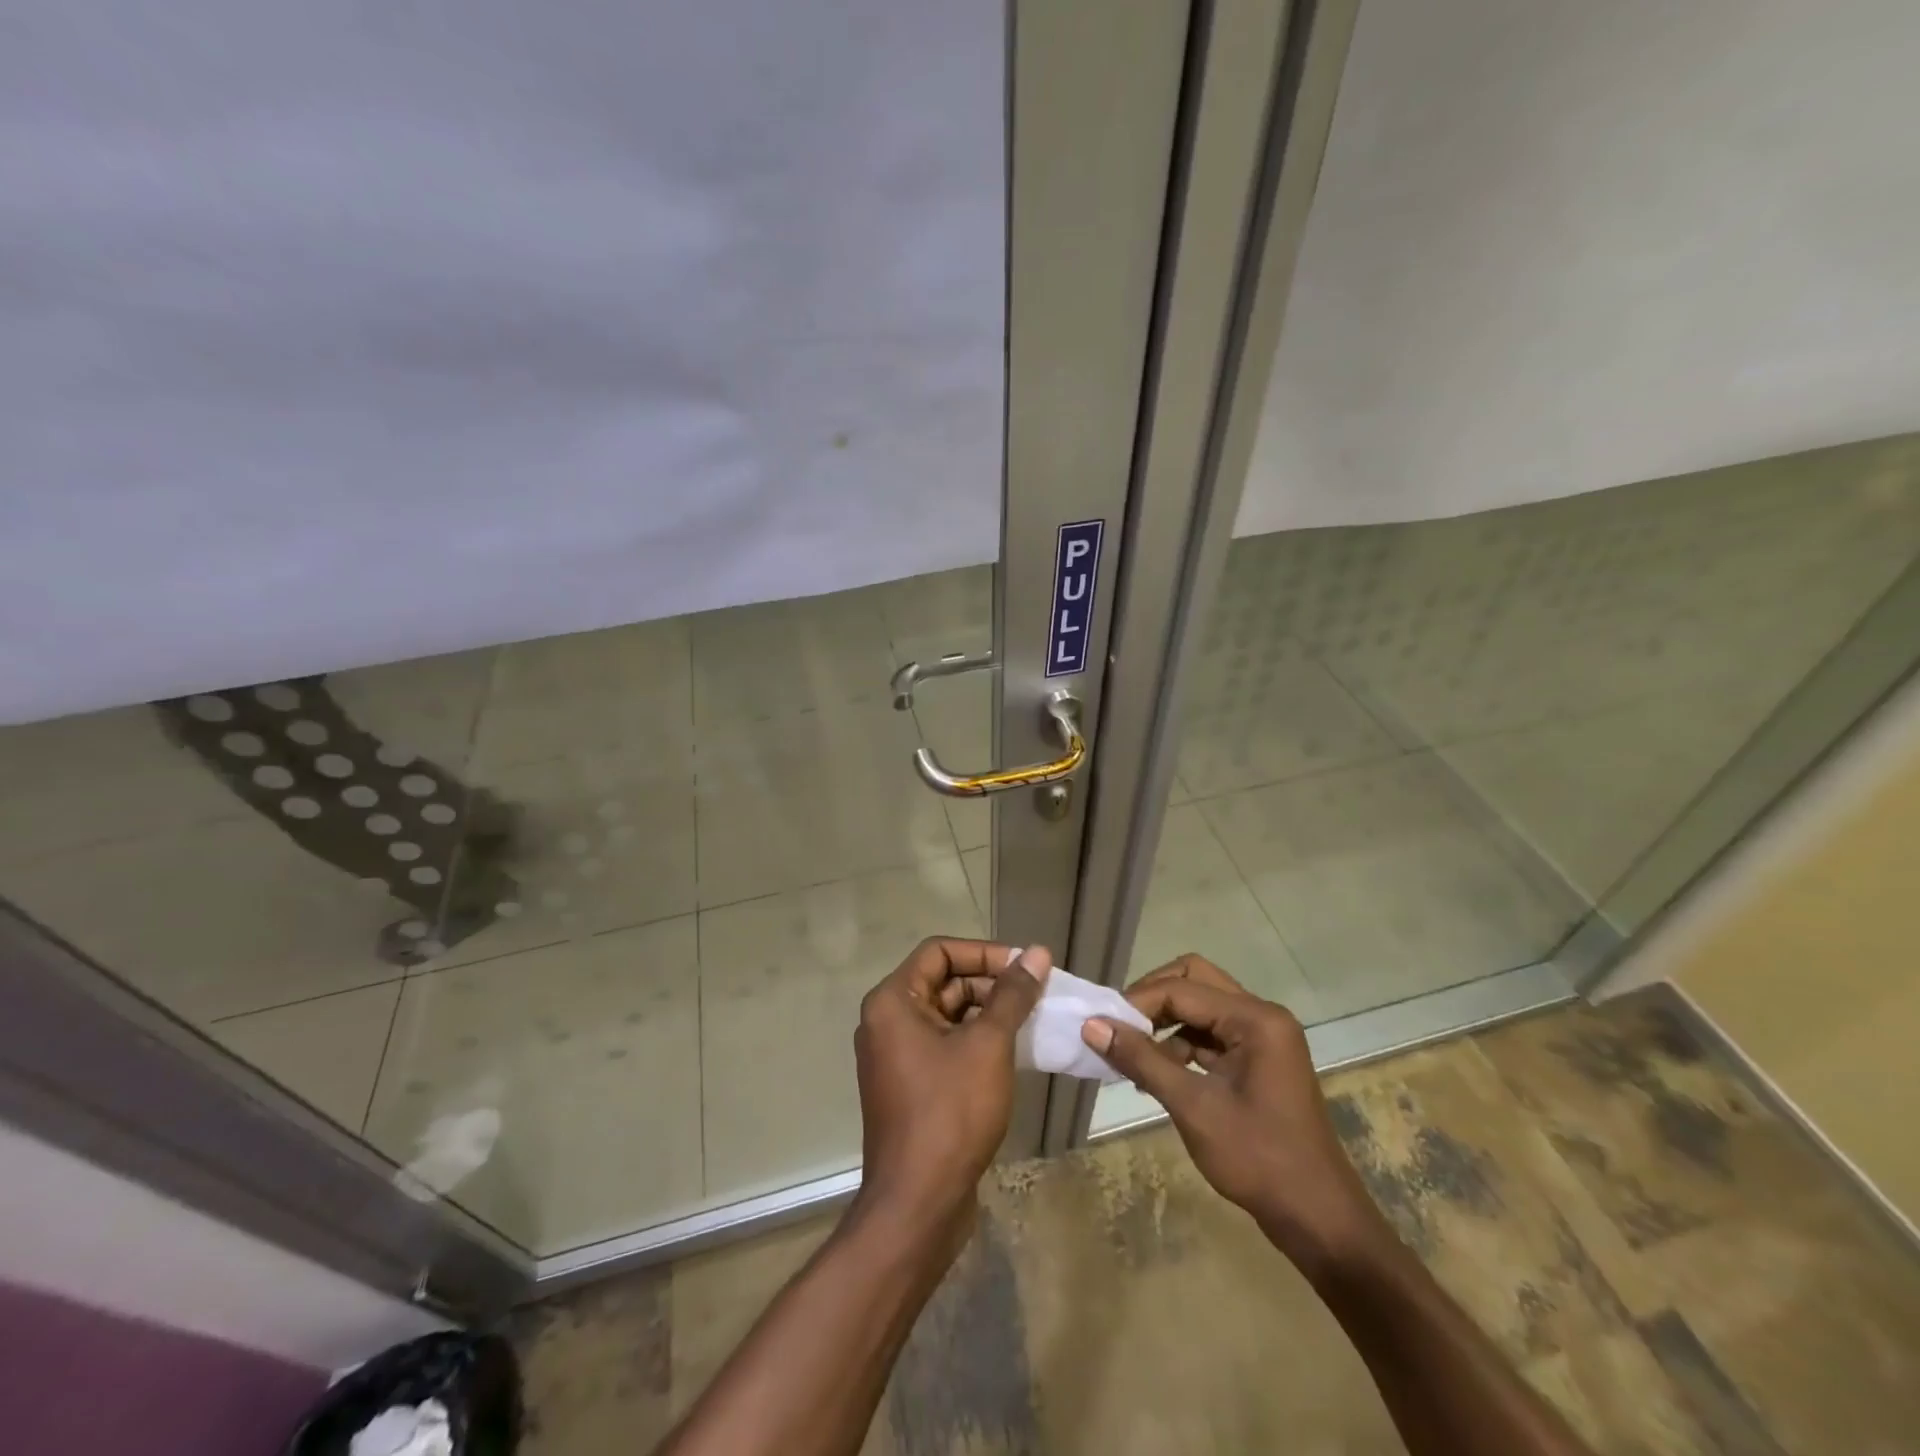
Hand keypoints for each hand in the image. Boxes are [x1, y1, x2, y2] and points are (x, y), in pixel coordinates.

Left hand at [852, 938, 1049, 1240]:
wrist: (919, 1204)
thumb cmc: (950, 1112)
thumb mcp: (988, 1045)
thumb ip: (1012, 995)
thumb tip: (1036, 953)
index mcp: (893, 1001)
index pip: (939, 952)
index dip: (984, 952)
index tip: (1025, 965)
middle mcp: (888, 1021)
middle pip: (944, 982)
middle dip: (991, 984)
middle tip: (1038, 994)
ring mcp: (898, 1056)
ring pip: (949, 1016)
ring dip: (989, 1014)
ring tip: (1034, 1020)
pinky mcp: (912, 1086)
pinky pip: (947, 1046)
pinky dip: (978, 1042)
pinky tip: (1016, 1051)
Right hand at [1083, 954, 1390, 1272]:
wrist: (1319, 1219)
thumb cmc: (1259, 1159)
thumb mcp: (1193, 1107)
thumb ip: (1142, 1059)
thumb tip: (1092, 1026)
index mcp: (1256, 1019)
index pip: (1182, 989)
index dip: (1138, 1002)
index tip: (1101, 1026)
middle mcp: (1262, 1016)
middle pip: (1194, 980)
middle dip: (1152, 998)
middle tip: (1119, 1025)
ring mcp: (1263, 1038)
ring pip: (1202, 1006)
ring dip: (1165, 1022)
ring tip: (1131, 1053)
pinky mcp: (1258, 1060)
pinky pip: (1211, 1034)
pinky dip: (1181, 1043)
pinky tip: (1156, 1072)